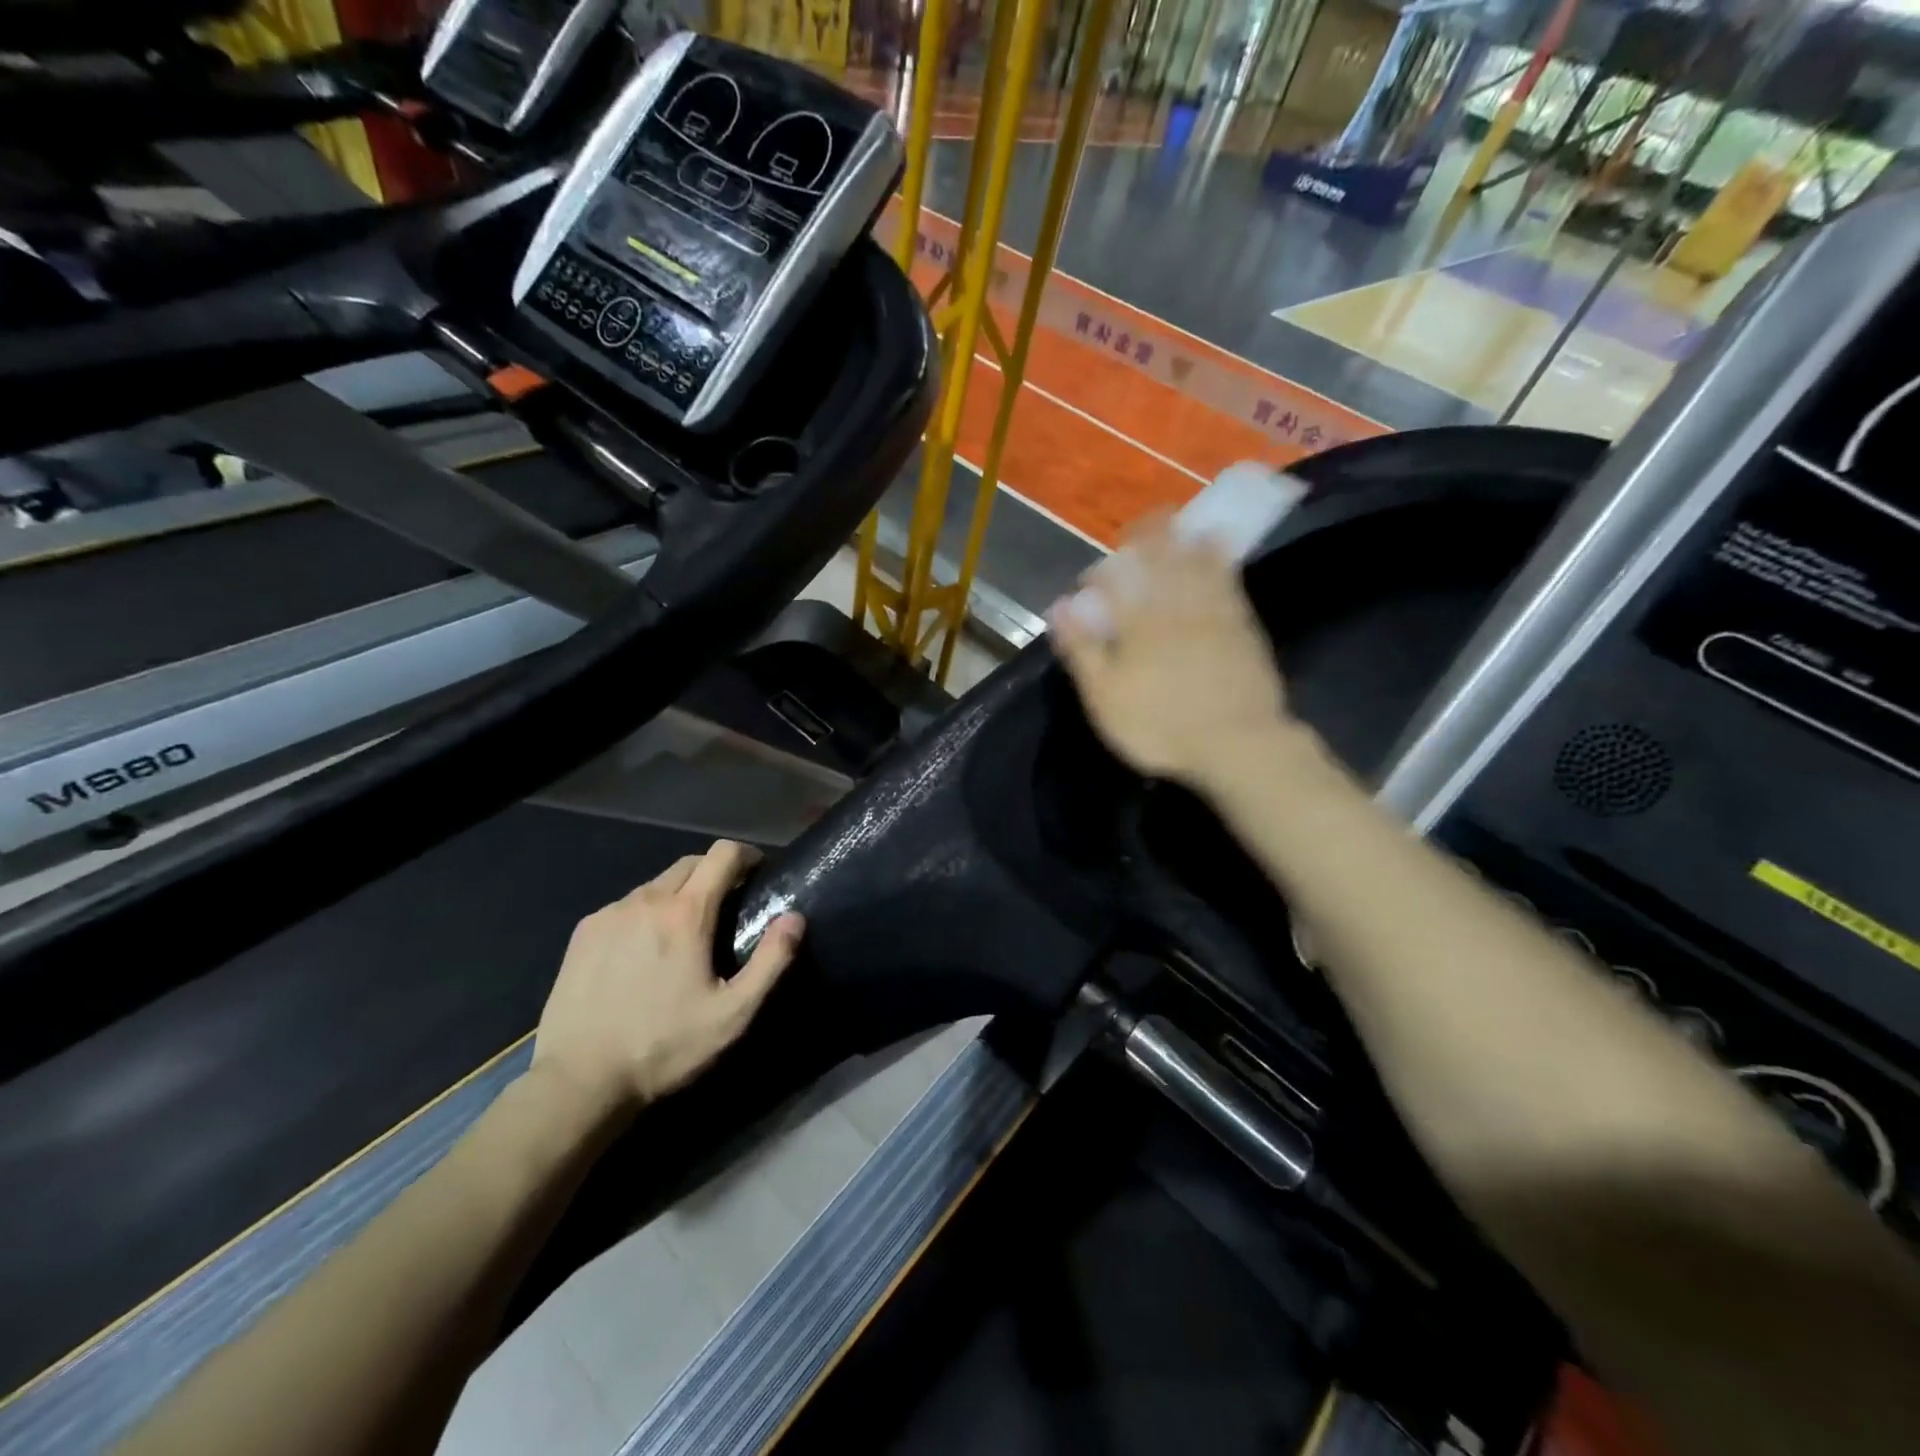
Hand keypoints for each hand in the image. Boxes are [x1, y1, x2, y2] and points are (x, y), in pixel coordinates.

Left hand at [531, 840, 803, 1117]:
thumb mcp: (733, 1014)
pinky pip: (626, 905)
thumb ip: (771, 961)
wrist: (579, 1081)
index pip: (723, 853)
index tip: (757, 874)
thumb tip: (794, 917)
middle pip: (690, 863)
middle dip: (715, 873)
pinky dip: (646, 913)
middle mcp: (647, 900)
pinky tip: (643, 952)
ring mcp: (610, 914)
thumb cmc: (664, 1047)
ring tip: (685, 933)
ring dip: (679, 894)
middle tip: (727, 907)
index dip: (746, 855)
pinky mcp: (583, 932)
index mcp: (687, 913)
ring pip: (656, 884)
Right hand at [1049, 516, 1295, 792]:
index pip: (1116, 585)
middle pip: (1160, 565)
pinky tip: (1221, 549)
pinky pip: (1230, 582)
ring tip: (1179, 524)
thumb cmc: (1160, 726)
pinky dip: (1222, 561)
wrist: (1237, 744)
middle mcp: (1175, 609)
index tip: (1091, 578)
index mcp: (1138, 625)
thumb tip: (1060, 607)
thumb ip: (1082, 650)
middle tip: (1143, 525)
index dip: (1102, 575)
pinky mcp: (1243, 628)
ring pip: (1196, 566)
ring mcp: (1213, 615)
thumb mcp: (1105, 697)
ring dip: (1185, 542)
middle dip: (1148, 542)